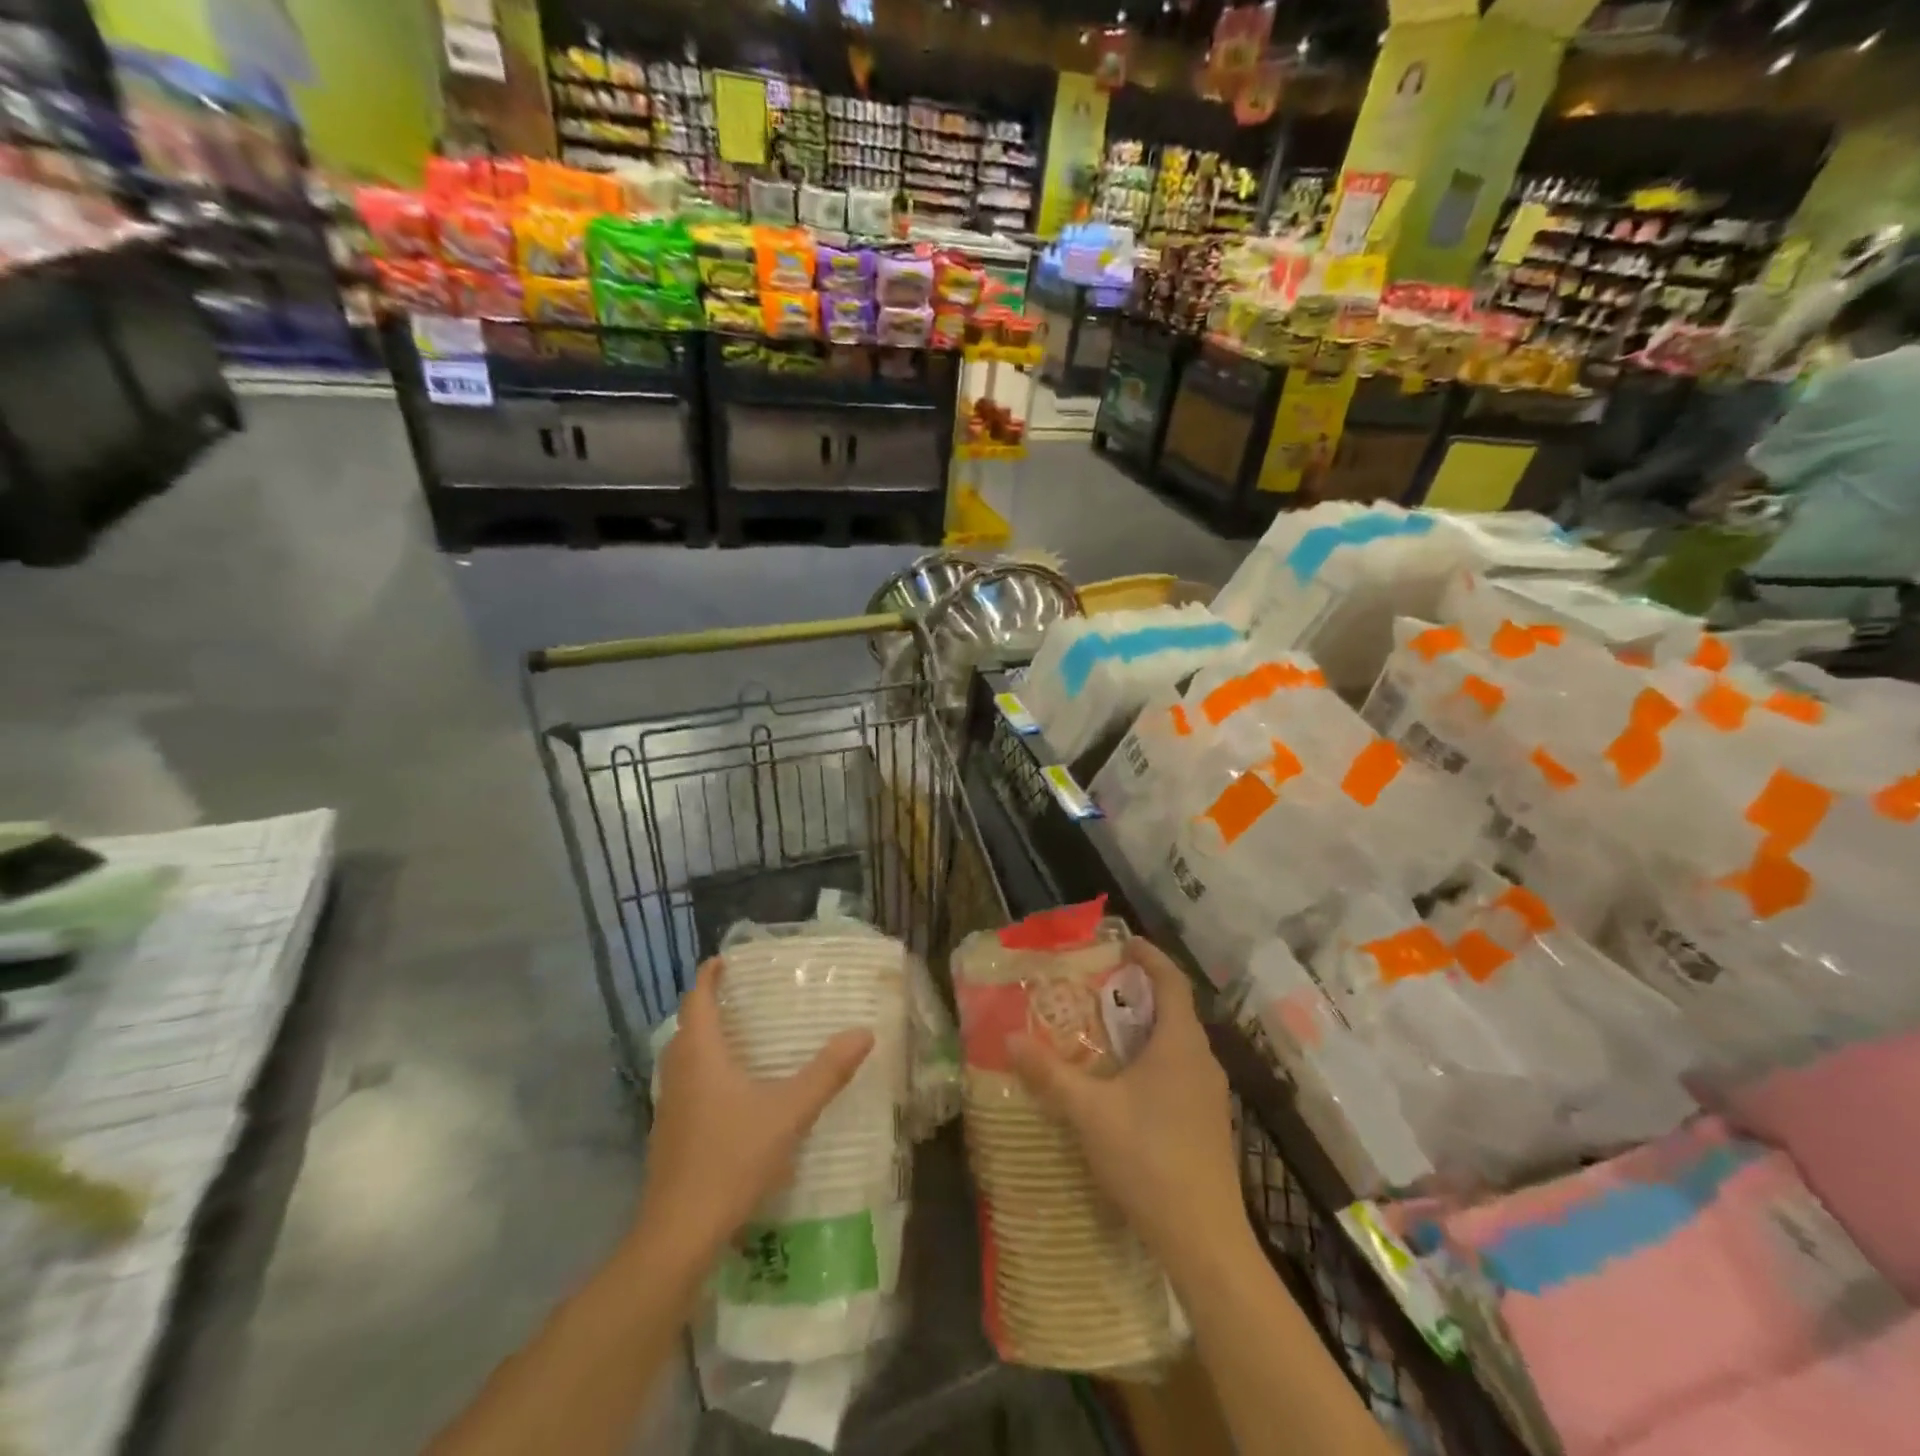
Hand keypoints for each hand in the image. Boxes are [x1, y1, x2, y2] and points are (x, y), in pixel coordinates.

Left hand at [638, 959, 872, 1258]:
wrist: (679, 1234)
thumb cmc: (731, 1159)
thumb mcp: (789, 1112)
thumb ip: (827, 1072)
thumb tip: (864, 1032)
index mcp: (701, 1055)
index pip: (697, 1000)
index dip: (708, 976)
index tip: (724, 959)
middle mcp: (678, 1074)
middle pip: (686, 1027)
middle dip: (708, 1006)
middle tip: (741, 995)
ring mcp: (669, 1108)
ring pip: (682, 1058)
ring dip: (703, 1040)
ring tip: (739, 1037)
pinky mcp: (668, 1137)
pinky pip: (685, 1086)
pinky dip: (703, 1072)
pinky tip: (730, 1093)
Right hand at [1008, 940, 1247, 1284]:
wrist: (1204, 1239)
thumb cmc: (1148, 1158)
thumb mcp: (1089, 1112)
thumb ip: (1049, 1073)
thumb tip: (1009, 1038)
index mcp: (1180, 1043)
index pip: (1171, 980)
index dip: (1149, 956)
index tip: (1122, 943)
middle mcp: (1202, 1059)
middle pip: (1174, 1008)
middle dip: (1139, 991)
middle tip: (1098, 986)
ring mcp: (1210, 1093)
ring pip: (1177, 1042)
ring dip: (1145, 1027)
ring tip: (1104, 1029)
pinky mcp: (1208, 1121)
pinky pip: (1180, 1069)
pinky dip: (1153, 1058)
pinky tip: (1125, 1082)